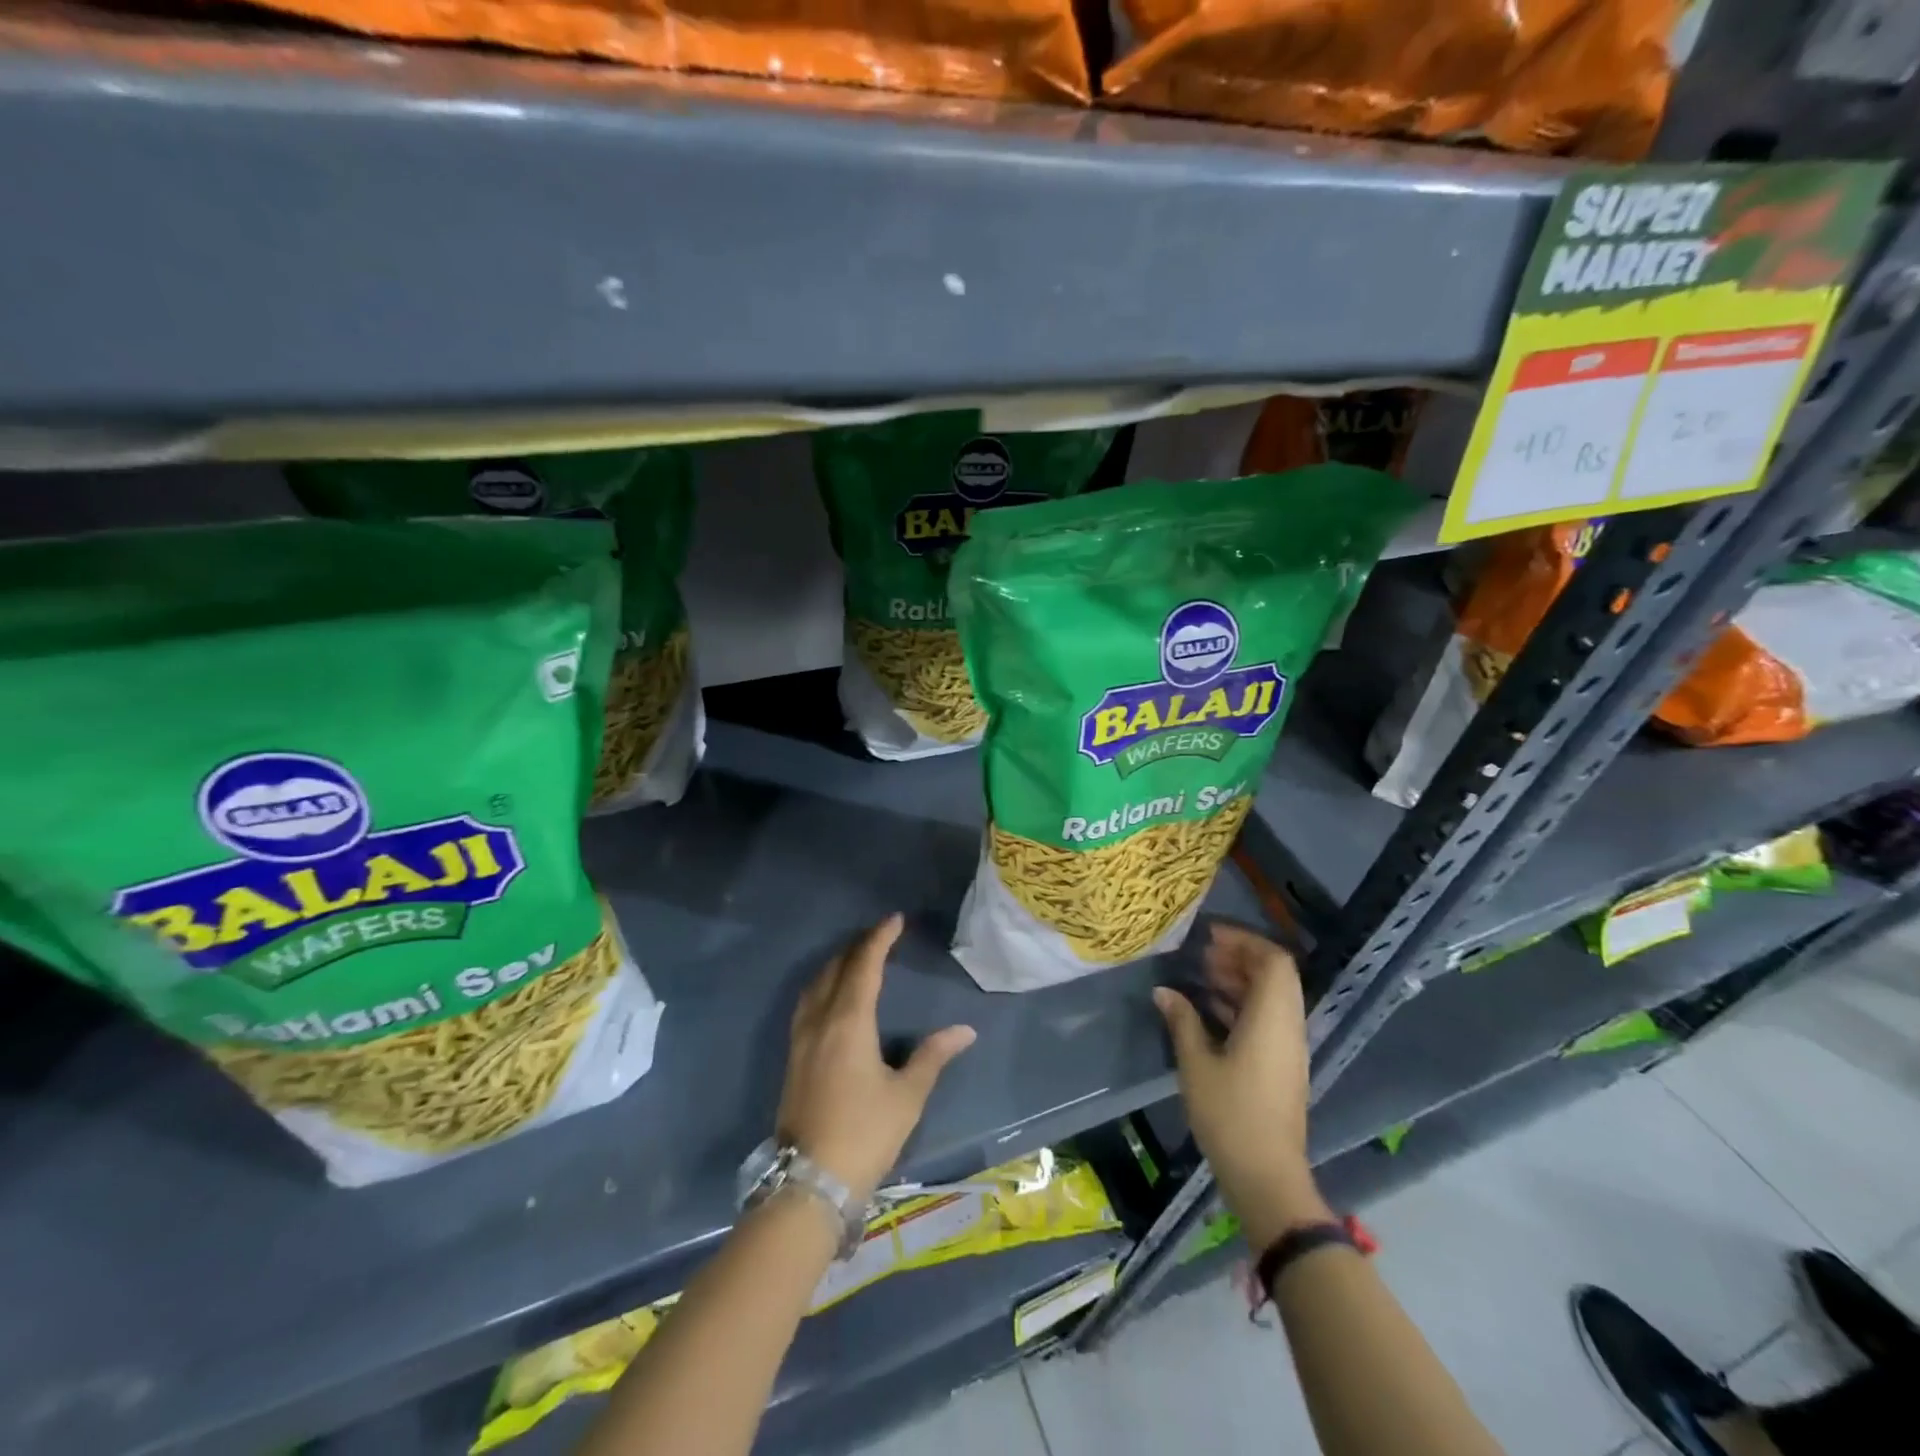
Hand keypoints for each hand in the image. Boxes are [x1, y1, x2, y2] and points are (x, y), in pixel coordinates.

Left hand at [777, 913, 976, 1203]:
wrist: (809, 1181)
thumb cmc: (864, 1133)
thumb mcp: (907, 1095)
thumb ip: (933, 1056)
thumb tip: (965, 1030)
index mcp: (849, 1022)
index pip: (864, 966)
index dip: (879, 939)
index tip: (895, 920)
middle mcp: (820, 1021)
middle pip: (836, 969)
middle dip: (857, 946)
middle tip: (880, 935)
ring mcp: (800, 1040)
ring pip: (815, 984)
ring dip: (836, 963)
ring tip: (855, 957)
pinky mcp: (792, 1059)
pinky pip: (806, 1004)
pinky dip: (821, 985)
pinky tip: (830, 997)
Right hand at [1154, 923, 1329, 1248]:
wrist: (1267, 1177)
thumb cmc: (1230, 1114)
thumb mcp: (1196, 1064)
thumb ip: (1182, 1021)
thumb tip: (1164, 991)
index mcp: (1273, 1018)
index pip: (1274, 960)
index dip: (1244, 941)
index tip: (1209, 936)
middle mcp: (1289, 1026)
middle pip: (1275, 975)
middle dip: (1240, 957)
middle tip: (1202, 955)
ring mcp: (1289, 1048)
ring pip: (1272, 998)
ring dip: (1240, 981)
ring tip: (1201, 976)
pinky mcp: (1283, 1066)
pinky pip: (1268, 1019)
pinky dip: (1243, 1005)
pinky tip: (1209, 1011)